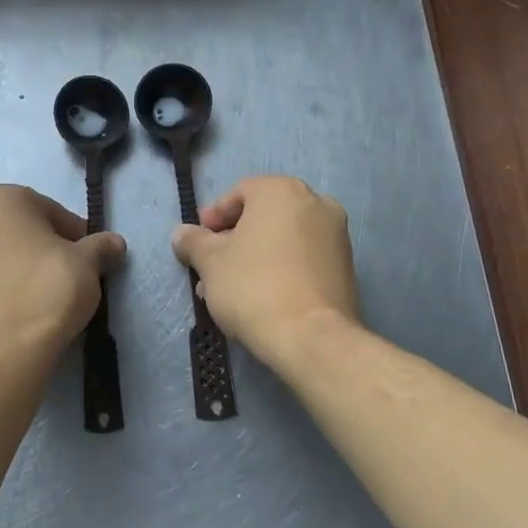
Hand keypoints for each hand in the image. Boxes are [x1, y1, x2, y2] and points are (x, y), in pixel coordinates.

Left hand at [0, 184, 126, 358]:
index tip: (89, 258)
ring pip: (0, 254)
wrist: (4, 348)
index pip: (51, 210)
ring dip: (22, 266)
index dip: (75, 234)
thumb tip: (115, 242)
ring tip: (46, 294)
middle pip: (21, 229)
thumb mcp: (87, 263)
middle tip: (69, 274)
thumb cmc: (48, 289)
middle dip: (44, 247)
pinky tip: (23, 308)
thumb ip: (100, 247)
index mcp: (1, 198)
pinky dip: (4, 286)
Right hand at [171, 176, 359, 367]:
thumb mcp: (209, 262)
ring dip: (254, 257)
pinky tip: (259, 297)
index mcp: (282, 191)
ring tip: (229, 289)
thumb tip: (182, 233)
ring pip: (282, 240)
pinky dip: (280, 269)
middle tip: (210, 268)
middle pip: (262, 216)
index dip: (213, 217)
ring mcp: (337, 235)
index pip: (239, 192)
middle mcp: (316, 203)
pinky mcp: (346, 268)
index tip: (198, 242)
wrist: (310, 337)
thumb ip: (193, 242)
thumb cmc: (253, 286)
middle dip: (233, 241)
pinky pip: (302, 259)